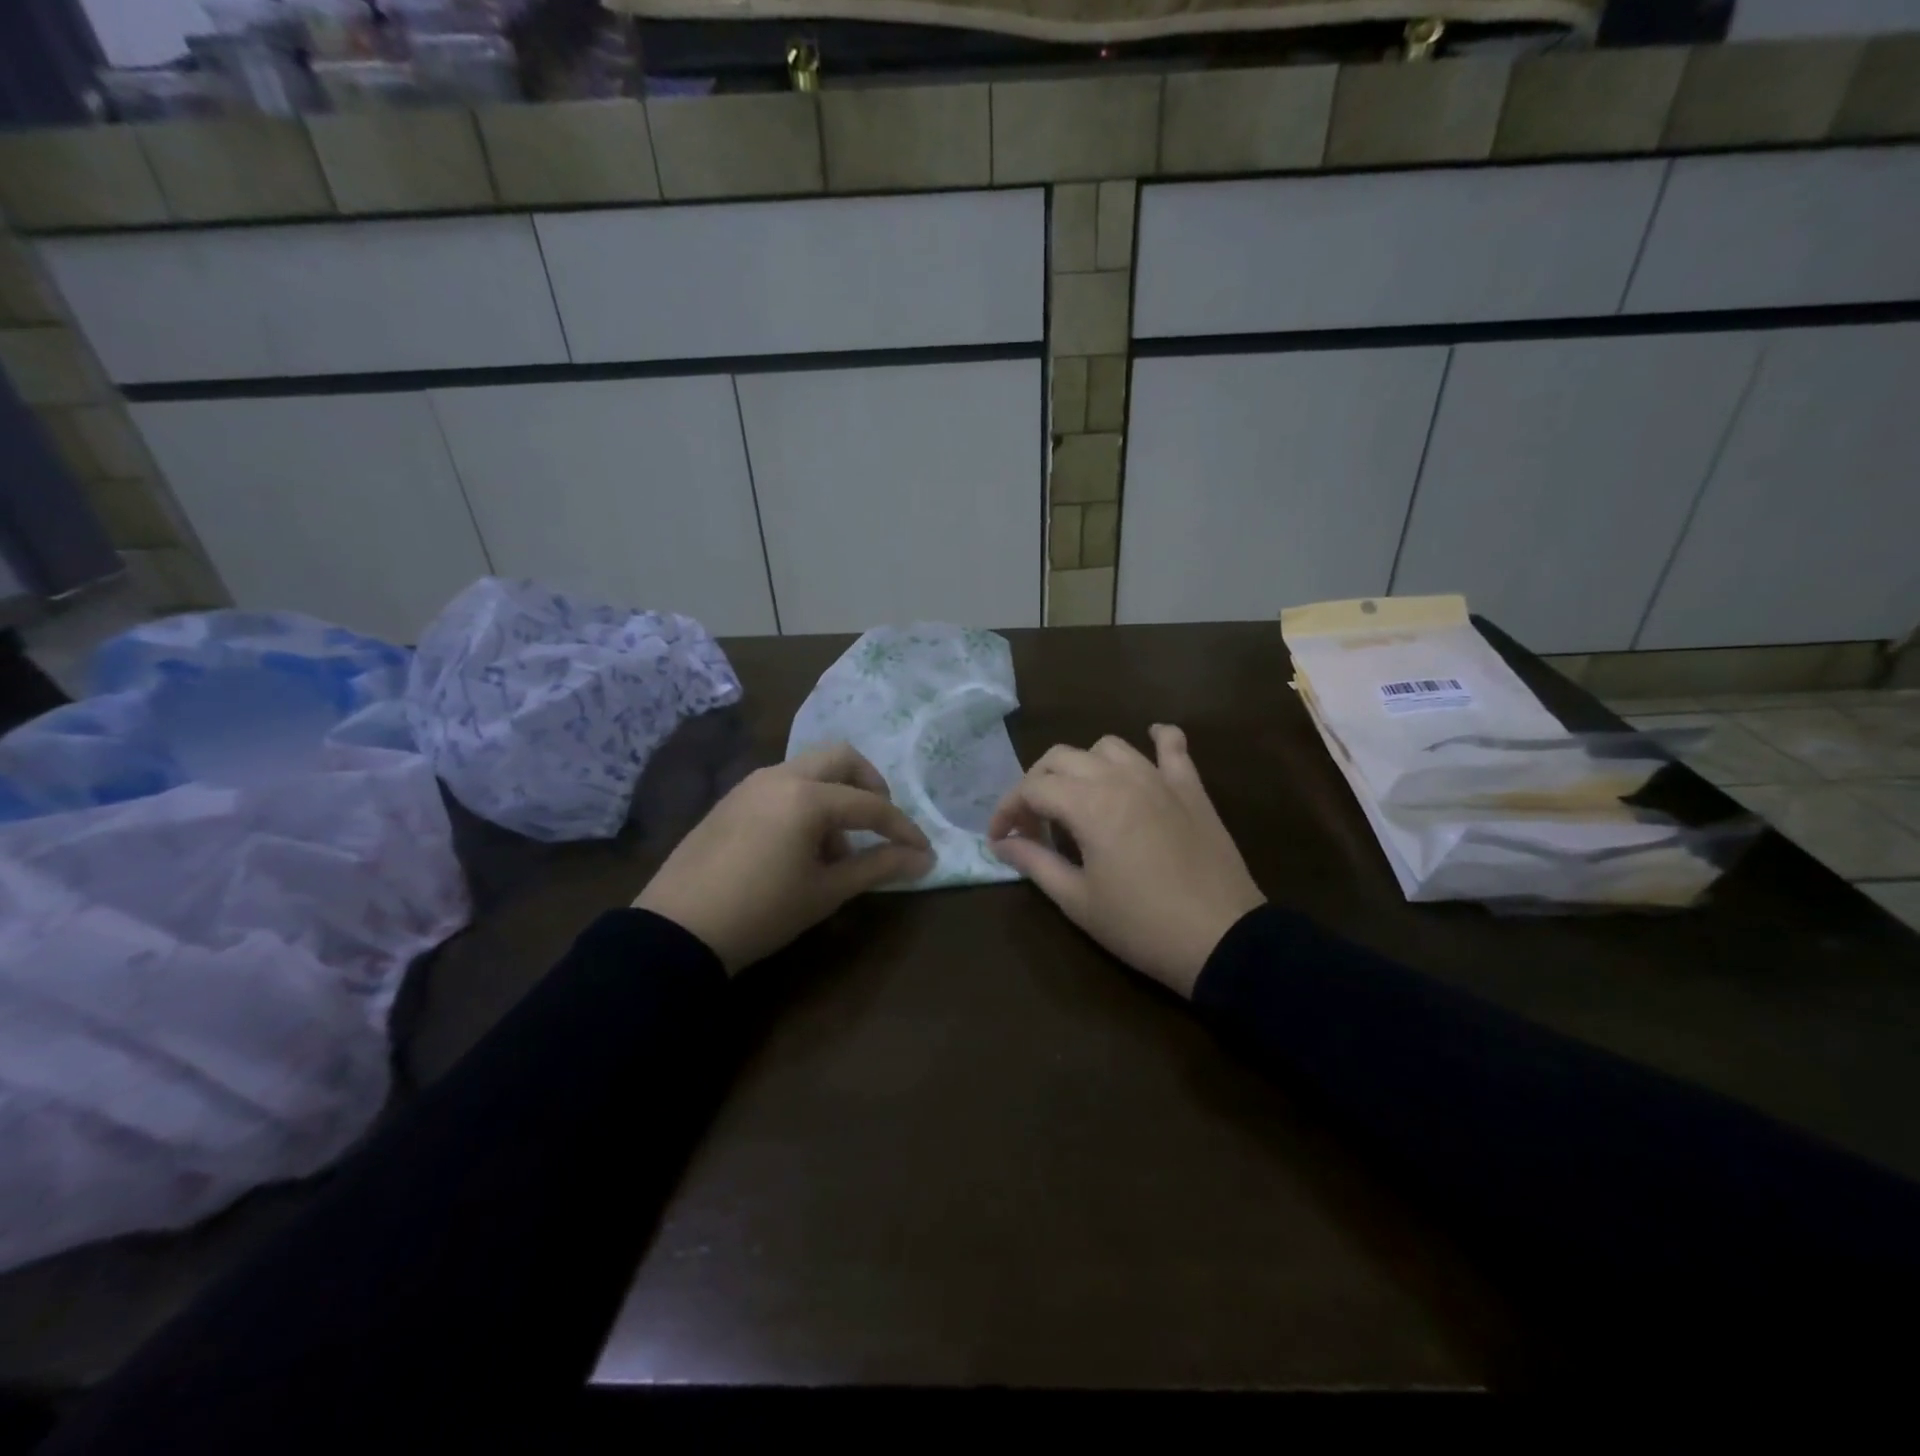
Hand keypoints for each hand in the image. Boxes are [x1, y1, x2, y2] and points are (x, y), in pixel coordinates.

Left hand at [635, 743, 932, 973]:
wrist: (678, 930)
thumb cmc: (762, 911)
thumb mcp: (826, 891)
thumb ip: (878, 867)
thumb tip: (924, 859)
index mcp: (807, 796)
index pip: (871, 804)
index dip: (902, 828)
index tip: (923, 852)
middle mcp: (780, 775)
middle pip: (841, 758)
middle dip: (870, 786)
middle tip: (880, 824)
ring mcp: (751, 783)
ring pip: (810, 769)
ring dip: (835, 795)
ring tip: (836, 849)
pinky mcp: (732, 798)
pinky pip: (783, 784)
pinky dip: (806, 801)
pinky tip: (800, 846)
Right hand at [987, 724, 1264, 997]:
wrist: (1222, 939)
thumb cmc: (1141, 925)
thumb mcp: (1078, 900)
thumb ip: (1035, 863)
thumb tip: (1002, 844)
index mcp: (1088, 805)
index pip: (1032, 789)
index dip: (1007, 810)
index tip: (1000, 839)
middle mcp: (1119, 778)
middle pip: (1061, 758)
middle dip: (1036, 784)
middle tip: (1033, 823)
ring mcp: (1159, 778)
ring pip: (1107, 746)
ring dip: (1083, 765)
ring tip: (1080, 798)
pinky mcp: (1191, 788)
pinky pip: (1172, 746)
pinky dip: (1156, 739)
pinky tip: (1149, 742)